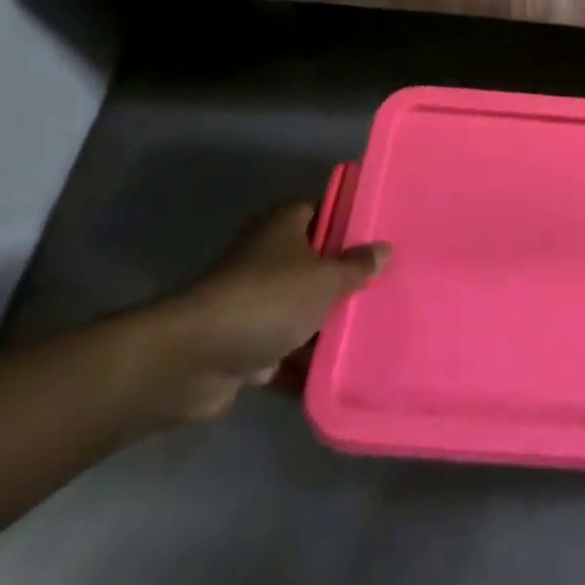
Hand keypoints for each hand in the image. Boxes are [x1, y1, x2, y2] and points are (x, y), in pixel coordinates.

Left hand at [130, 204, 390, 423]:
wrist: (194, 359)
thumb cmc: (268, 300)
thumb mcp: (325, 279)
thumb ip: (356, 266)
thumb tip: (384, 249)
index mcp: (286, 227)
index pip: (324, 212)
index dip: (351, 222)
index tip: (383, 236)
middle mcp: (270, 258)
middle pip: (317, 263)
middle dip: (347, 279)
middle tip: (389, 286)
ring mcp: (256, 303)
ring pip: (303, 309)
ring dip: (328, 325)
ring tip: (375, 331)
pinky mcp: (246, 345)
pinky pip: (286, 351)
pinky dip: (306, 364)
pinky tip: (341, 373)